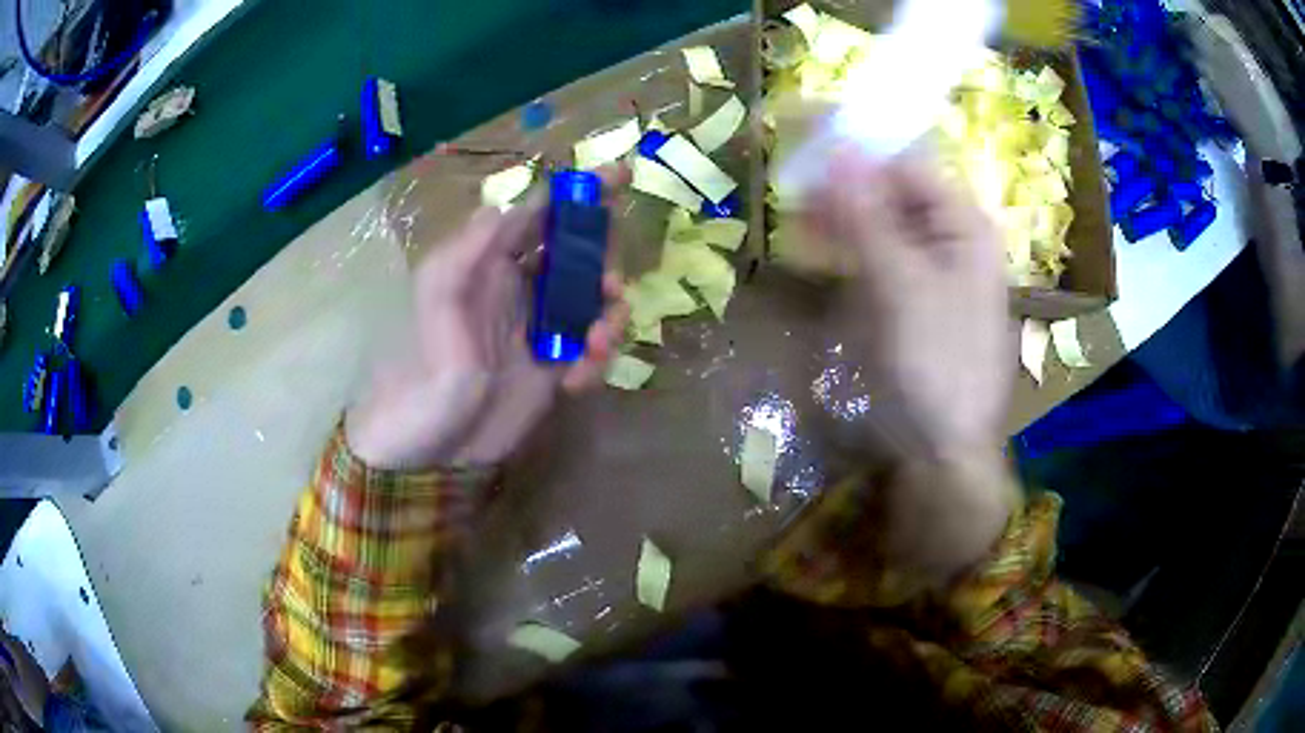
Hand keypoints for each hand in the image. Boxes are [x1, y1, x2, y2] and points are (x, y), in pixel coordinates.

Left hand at [347, 170, 629, 469]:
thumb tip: (513, 206)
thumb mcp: (437, 302)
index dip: (580, 192)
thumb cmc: (423, 373)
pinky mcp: (555, 368)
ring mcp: (541, 328)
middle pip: (579, 255)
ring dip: (608, 317)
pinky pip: (593, 350)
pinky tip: (576, 383)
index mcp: (490, 262)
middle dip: (603, 263)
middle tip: (607, 289)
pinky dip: (597, 361)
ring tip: (595, 344)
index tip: (623, 175)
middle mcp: (521, 287)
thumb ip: (469, 250)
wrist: (428, 452)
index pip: (541, 213)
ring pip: (595, 302)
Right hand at [806, 147, 1014, 580]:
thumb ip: (869, 216)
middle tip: (788, 175)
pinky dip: (846, 247)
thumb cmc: (934, 365)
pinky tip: (816, 244)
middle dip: (843, 180)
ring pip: (880, 222)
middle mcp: (951, 239)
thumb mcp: (901, 287)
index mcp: (964, 226)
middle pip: (892, 190)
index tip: (802, 129)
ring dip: (839, 213)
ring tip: (793, 208)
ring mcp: (930, 270)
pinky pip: (877, 256)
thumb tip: (836, 150)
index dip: (857, 144)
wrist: (943, 451)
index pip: (907, 162)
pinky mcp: (910, 299)